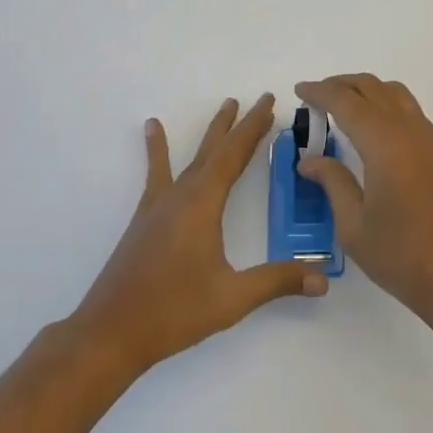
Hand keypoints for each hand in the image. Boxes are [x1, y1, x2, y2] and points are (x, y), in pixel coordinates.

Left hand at [71, 94, 325, 377]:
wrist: (109, 333)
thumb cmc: (173, 311)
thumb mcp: (232, 298)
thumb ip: (277, 282)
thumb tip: (323, 279)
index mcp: (203, 204)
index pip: (234, 155)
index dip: (254, 128)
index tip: (269, 103)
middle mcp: (182, 195)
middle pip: (216, 149)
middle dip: (239, 124)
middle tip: (257, 99)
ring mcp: (160, 204)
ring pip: (192, 158)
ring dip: (211, 133)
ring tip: (224, 105)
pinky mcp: (145, 218)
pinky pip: (158, 173)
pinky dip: (157, 149)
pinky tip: (151, 128)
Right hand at [293, 74, 432, 325]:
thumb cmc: (401, 256)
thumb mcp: (354, 225)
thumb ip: (332, 182)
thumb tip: (309, 160)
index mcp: (384, 143)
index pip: (346, 102)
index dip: (320, 92)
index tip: (300, 90)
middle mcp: (409, 130)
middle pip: (372, 88)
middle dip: (342, 85)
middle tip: (317, 96)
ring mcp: (431, 139)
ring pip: (396, 94)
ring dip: (367, 91)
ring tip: (345, 107)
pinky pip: (411, 112)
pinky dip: (387, 106)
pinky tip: (376, 132)